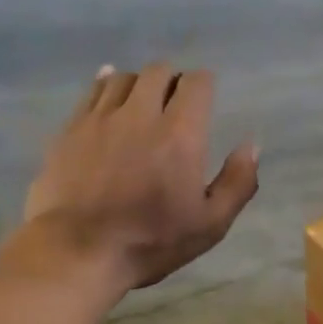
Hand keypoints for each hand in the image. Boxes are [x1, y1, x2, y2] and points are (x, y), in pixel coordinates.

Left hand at [19, 63, 259, 295]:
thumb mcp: (210, 224)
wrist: (77, 252)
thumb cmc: (150, 242)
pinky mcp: (71, 129)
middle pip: (158, 71)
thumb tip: (251, 144)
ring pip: (123, 77)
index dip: (204, 84)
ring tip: (141, 103)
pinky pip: (92, 91)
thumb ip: (237, 182)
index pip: (196, 82)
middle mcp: (141, 114)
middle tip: (174, 103)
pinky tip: (110, 95)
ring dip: (138, 84)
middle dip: (172, 80)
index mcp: (180, 134)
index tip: (204, 99)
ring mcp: (101, 118)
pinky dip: (106, 86)